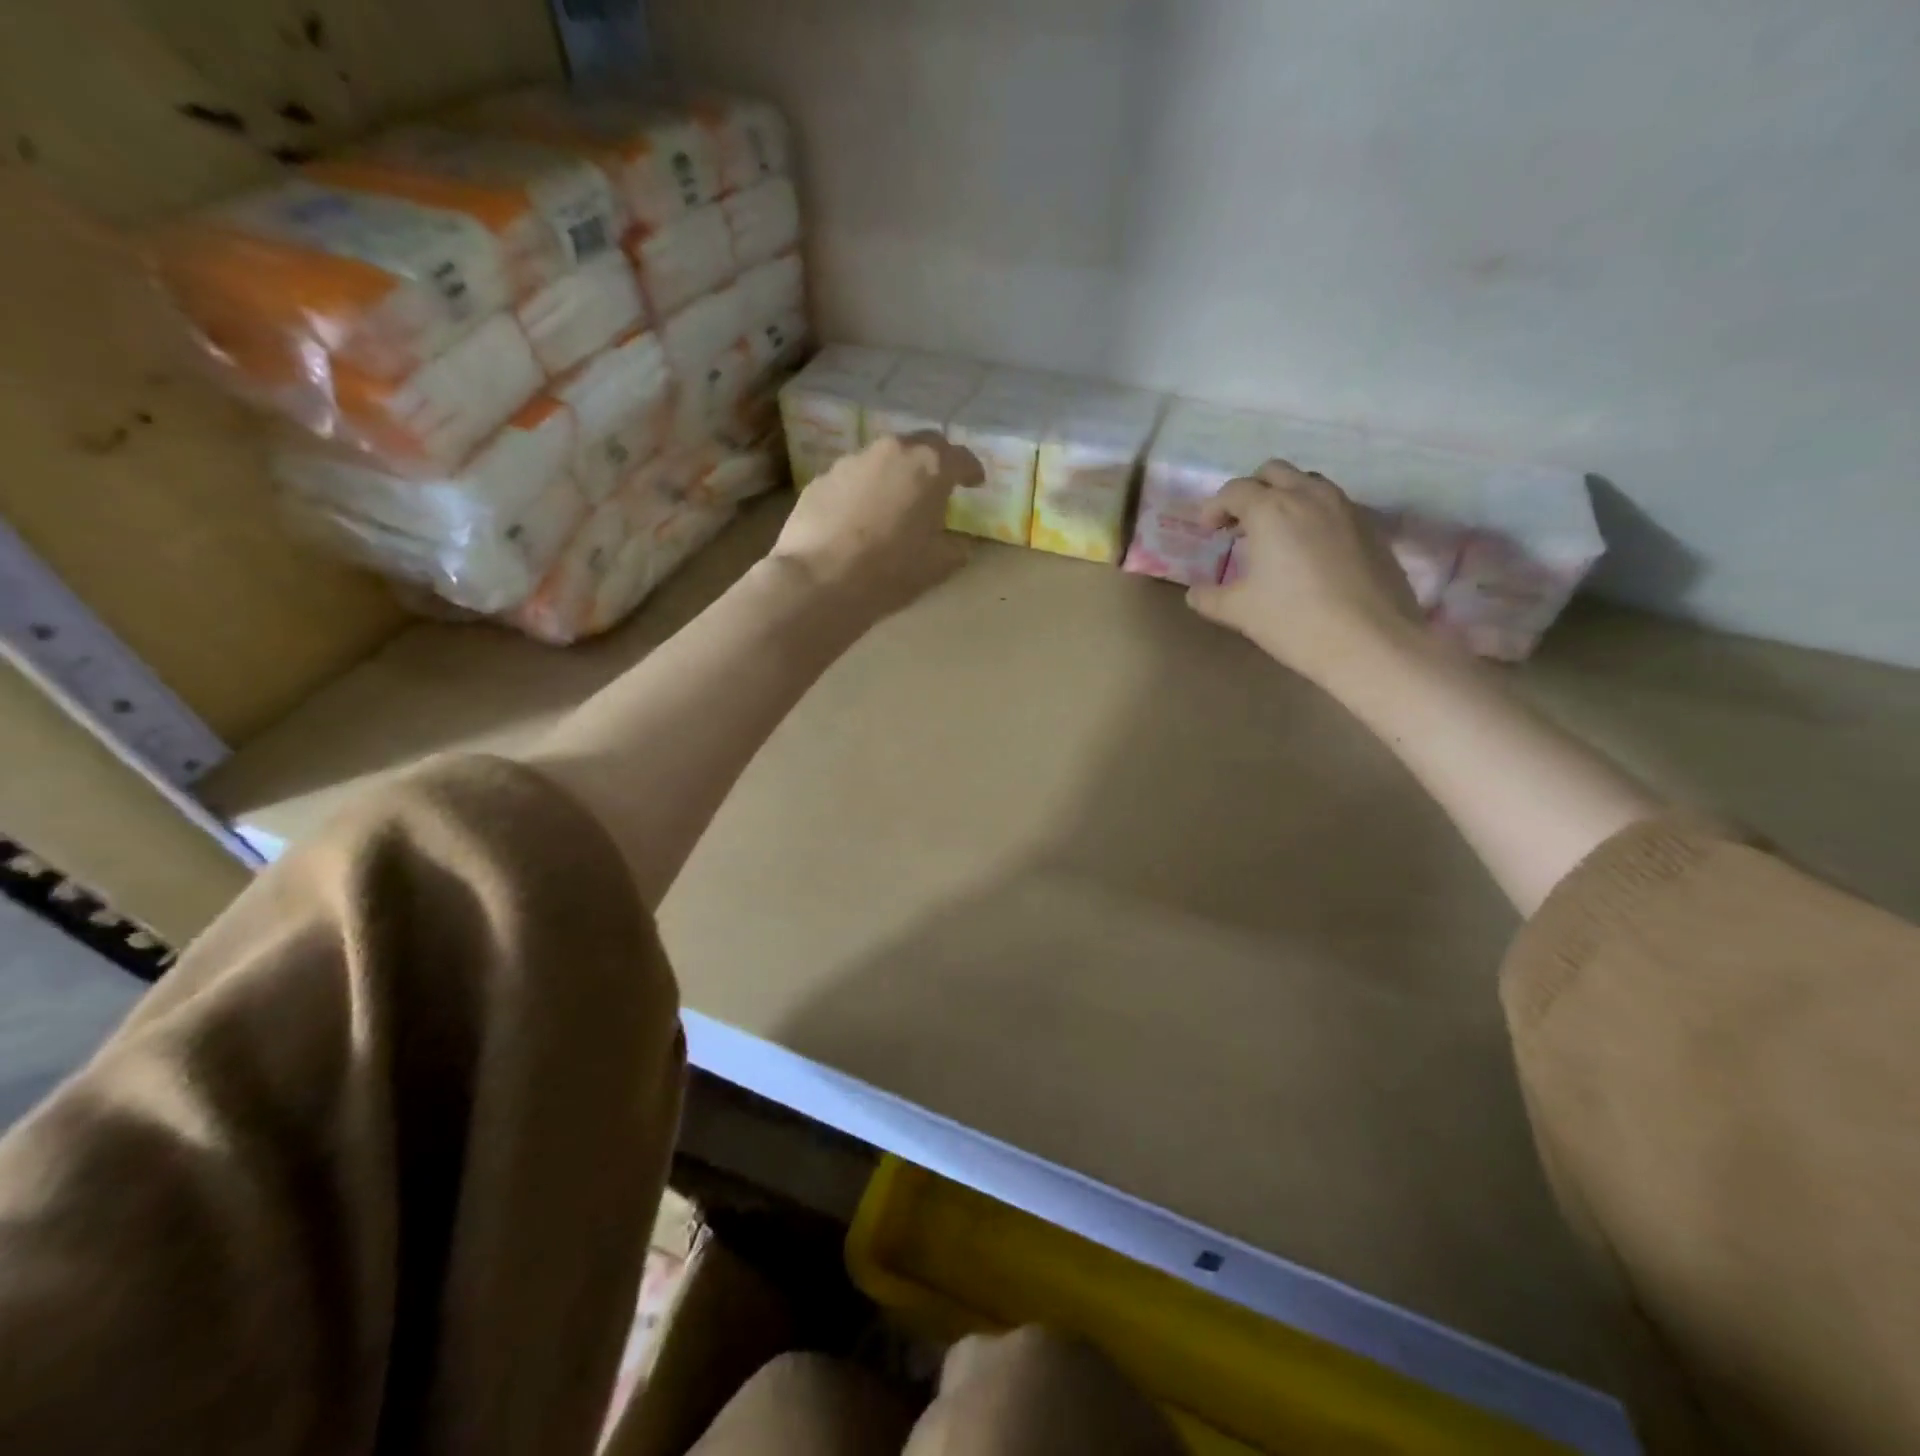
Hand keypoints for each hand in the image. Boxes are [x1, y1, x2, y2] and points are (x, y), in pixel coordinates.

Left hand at [770, 432, 983, 621]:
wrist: (819, 580)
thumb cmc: (890, 571)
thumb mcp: (939, 566)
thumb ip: (956, 547)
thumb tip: (959, 542)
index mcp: (930, 467)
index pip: (961, 458)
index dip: (972, 470)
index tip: (976, 483)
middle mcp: (891, 452)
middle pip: (921, 445)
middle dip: (934, 461)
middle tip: (938, 485)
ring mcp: (851, 461)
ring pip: (883, 459)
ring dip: (895, 475)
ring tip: (895, 503)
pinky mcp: (821, 479)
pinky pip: (852, 479)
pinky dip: (863, 492)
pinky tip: (859, 519)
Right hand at [1186, 461, 1427, 690]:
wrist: (1371, 642)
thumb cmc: (1294, 621)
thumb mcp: (1239, 612)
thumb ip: (1209, 597)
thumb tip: (1195, 593)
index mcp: (1271, 510)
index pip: (1235, 490)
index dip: (1215, 507)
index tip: (1207, 530)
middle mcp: (1309, 496)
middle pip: (1274, 472)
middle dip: (1251, 491)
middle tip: (1238, 524)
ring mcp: (1346, 508)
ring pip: (1308, 483)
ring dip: (1285, 498)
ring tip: (1274, 534)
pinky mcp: (1371, 527)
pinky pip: (1334, 505)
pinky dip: (1313, 515)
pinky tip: (1309, 551)